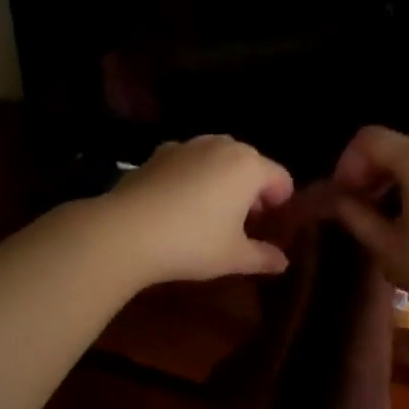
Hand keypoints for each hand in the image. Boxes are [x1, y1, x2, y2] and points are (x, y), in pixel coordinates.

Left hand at [103, 135, 295, 284]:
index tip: (271, 227)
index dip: (281, 203)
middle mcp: (221, 146)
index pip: (280, 178)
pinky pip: (187, 162)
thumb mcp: (234, 257)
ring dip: (221, 180)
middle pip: (249, 164)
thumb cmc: (192, 242)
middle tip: (242, 223)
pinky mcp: (158, 153)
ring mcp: (187, 146)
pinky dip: (191, 177)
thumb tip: (282, 262)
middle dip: (251, 190)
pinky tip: (178, 205)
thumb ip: (263, 257)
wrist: (126, 231)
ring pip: (216, 159)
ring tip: (210, 213)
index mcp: (249, 166)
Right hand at [331, 126, 408, 327]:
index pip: (369, 139)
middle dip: (375, 171)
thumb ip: (357, 217)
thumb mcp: (390, 250)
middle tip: (366, 208)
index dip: (348, 163)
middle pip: (399, 146)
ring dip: (403, 178)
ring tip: (399, 217)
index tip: (345, 196)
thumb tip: (338, 200)